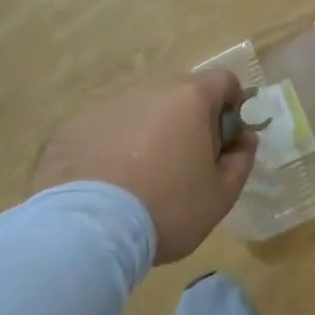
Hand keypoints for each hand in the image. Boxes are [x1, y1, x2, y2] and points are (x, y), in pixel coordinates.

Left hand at [30, 71, 256, 262]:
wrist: (85, 233)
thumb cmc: (166, 208)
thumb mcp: (221, 196)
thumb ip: (241, 160)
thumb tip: (244, 139)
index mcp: (191, 98)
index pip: (224, 81)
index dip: (231, 105)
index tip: (225, 139)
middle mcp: (150, 90)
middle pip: (180, 94)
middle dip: (187, 121)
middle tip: (183, 165)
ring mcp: (107, 106)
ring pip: (139, 111)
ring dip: (146, 133)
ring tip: (137, 180)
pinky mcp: (71, 128)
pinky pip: (102, 131)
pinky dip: (109, 149)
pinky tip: (104, 187)